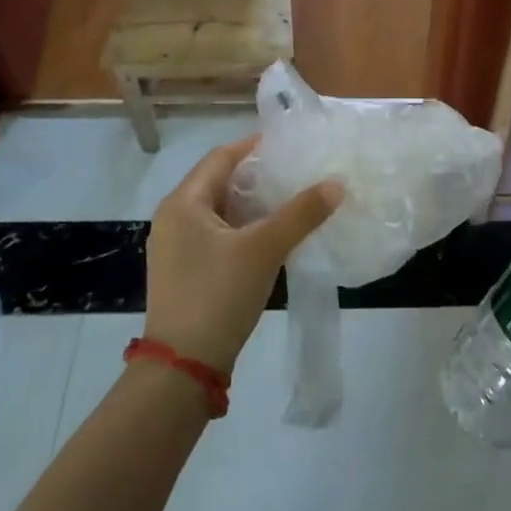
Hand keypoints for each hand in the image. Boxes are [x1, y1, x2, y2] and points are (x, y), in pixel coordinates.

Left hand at [144, 136, 342, 374]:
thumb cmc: (218, 295)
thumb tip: (336, 184)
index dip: (256, 146)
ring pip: (222, 211)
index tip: (292, 144)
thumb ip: (301, 213)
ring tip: (295, 200)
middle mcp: (174, 218)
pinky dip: (246, 229)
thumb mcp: (264, 249)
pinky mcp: (186, 272)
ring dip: (255, 205)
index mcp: (183, 203)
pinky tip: (275, 236)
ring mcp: (177, 248)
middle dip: (260, 176)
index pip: (222, 157)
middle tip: (300, 171)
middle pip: (221, 182)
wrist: (183, 366)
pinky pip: (219, 235)